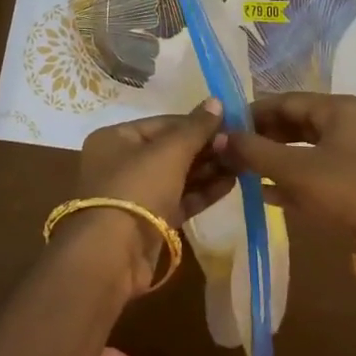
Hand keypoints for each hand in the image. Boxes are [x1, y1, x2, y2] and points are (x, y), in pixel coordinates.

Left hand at [65, 103, 227, 296]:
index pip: (163, 123)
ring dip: (207, 170)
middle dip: (205, 149)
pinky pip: (179, 199)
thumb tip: (216, 101)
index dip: (197, 123)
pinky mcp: (149, 222)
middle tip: (239, 146)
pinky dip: (201, 192)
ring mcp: (135, 194)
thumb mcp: (169, 152)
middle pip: (170, 150)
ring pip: (177, 176)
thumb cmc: (137, 188)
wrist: (113, 254)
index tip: (229, 124)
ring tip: (241, 164)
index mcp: (116, 138)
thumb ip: (196, 128)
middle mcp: (121, 163)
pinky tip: (230, 184)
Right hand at [218, 92, 355, 237]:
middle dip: (262, 137)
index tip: (223, 128)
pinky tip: (268, 194)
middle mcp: (347, 123)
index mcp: (337, 108)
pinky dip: (293, 178)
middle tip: (231, 152)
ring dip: (275, 159)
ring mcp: (354, 152)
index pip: (284, 101)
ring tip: (244, 172)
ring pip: (304, 148)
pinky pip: (316, 170)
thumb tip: (220, 138)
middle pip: (294, 123)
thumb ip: (255, 152)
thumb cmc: (348, 191)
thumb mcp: (296, 169)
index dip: (251, 113)